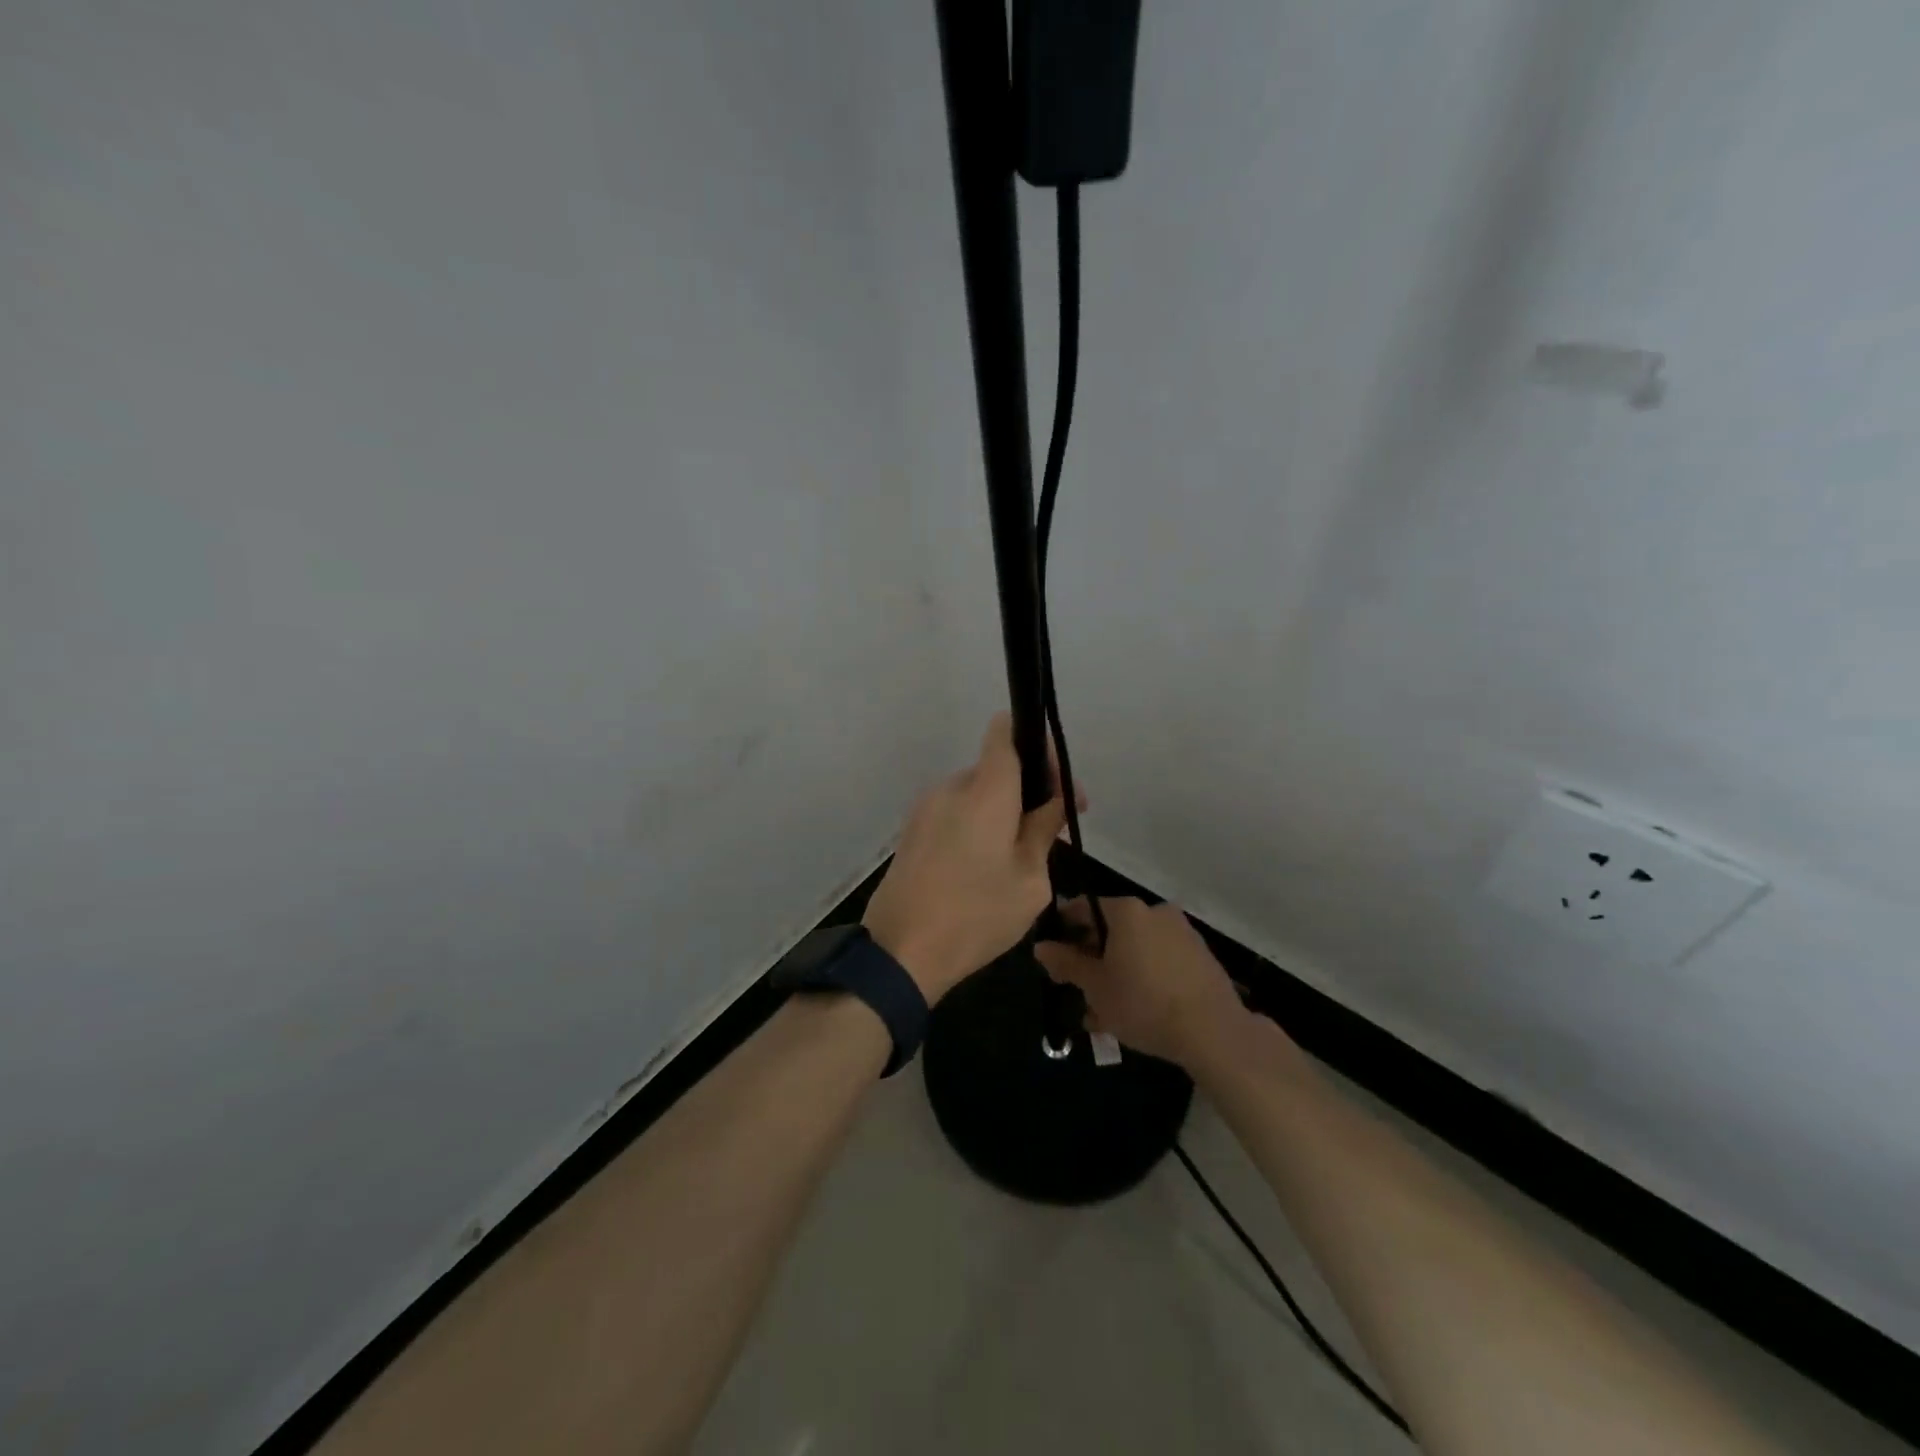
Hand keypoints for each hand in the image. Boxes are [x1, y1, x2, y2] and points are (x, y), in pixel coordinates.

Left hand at [862, 714, 1071, 1002]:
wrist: (899, 952)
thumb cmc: (975, 915)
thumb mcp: (1029, 880)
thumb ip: (1043, 831)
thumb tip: (1051, 802)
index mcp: (984, 790)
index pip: (1005, 732)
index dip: (1036, 744)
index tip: (1059, 783)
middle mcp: (950, 788)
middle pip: (995, 769)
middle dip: (1027, 791)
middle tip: (1053, 831)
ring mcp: (924, 809)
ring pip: (975, 795)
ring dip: (1002, 813)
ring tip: (1020, 858)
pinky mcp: (911, 833)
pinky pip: (954, 815)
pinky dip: (977, 827)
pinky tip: (986, 869)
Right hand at [1034, 897, 1250, 1068]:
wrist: (1213, 1031)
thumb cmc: (1143, 1002)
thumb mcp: (1094, 986)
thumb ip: (1066, 962)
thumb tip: (1041, 946)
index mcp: (1126, 911)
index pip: (1082, 908)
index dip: (1062, 932)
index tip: (1053, 959)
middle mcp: (1154, 911)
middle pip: (1110, 930)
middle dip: (1090, 960)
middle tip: (1077, 992)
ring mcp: (1181, 933)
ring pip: (1134, 950)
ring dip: (1116, 975)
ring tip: (1103, 1014)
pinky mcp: (1200, 957)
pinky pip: (1159, 961)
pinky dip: (1142, 979)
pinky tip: (1134, 1012)